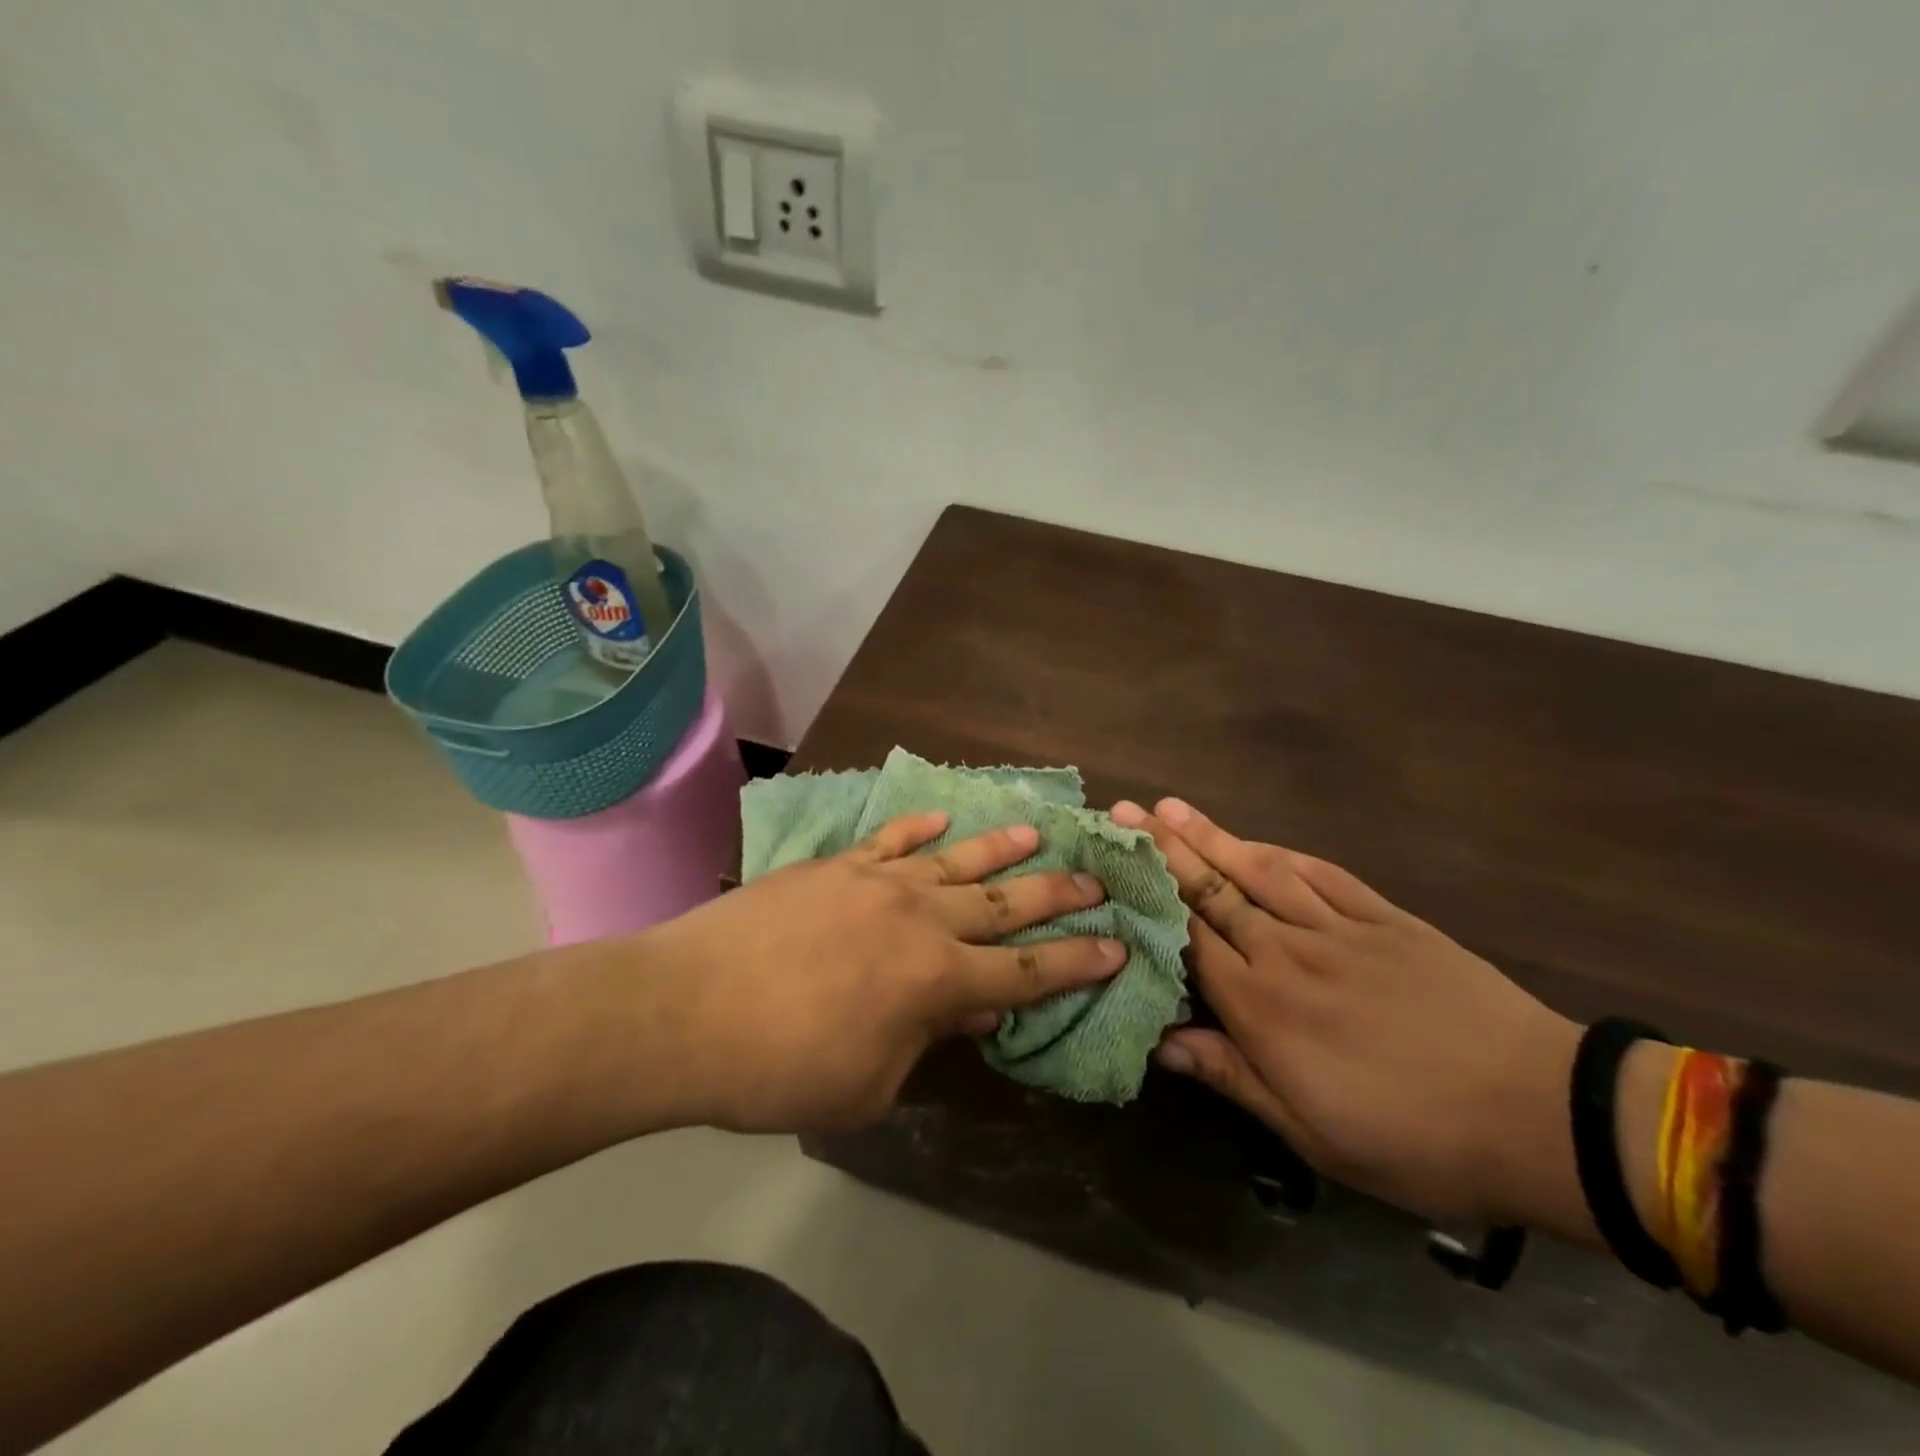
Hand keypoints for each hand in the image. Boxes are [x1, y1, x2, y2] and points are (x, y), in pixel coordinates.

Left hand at [639, 812, 1125, 1133]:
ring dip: (1001, 848)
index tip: (1117, 947)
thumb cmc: (779, 1068)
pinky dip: (919, 827)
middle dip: (1055, 894)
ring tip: (1039, 831)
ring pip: (956, 859)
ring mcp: (876, 881)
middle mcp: (920, 918)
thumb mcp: (869, 1084)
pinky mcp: (835, 865)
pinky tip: (941, 818)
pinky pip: (890, 839)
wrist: (685, 1010)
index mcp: (936, 979)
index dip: (1076, 961)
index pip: (1027, 970)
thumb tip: (970, 1006)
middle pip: (1004, 903)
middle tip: (1096, 880)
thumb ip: (926, 1041)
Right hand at [1113, 798, 1578, 1224]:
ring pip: (1260, 871)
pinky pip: (1323, 875)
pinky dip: (1283, 853)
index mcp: (1263, 1008)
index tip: (1113, 863)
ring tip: (1171, 807)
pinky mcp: (1386, 919)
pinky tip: (1258, 840)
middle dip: (1163, 850)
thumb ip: (1232, 1076)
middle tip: (1124, 811)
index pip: (1188, 939)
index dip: (1147, 898)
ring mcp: (1338, 929)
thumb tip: (1161, 1043)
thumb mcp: (1312, 1133)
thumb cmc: (1414, 1138)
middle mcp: (1288, 953)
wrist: (1538, 1114)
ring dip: (1212, 836)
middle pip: (1213, 891)